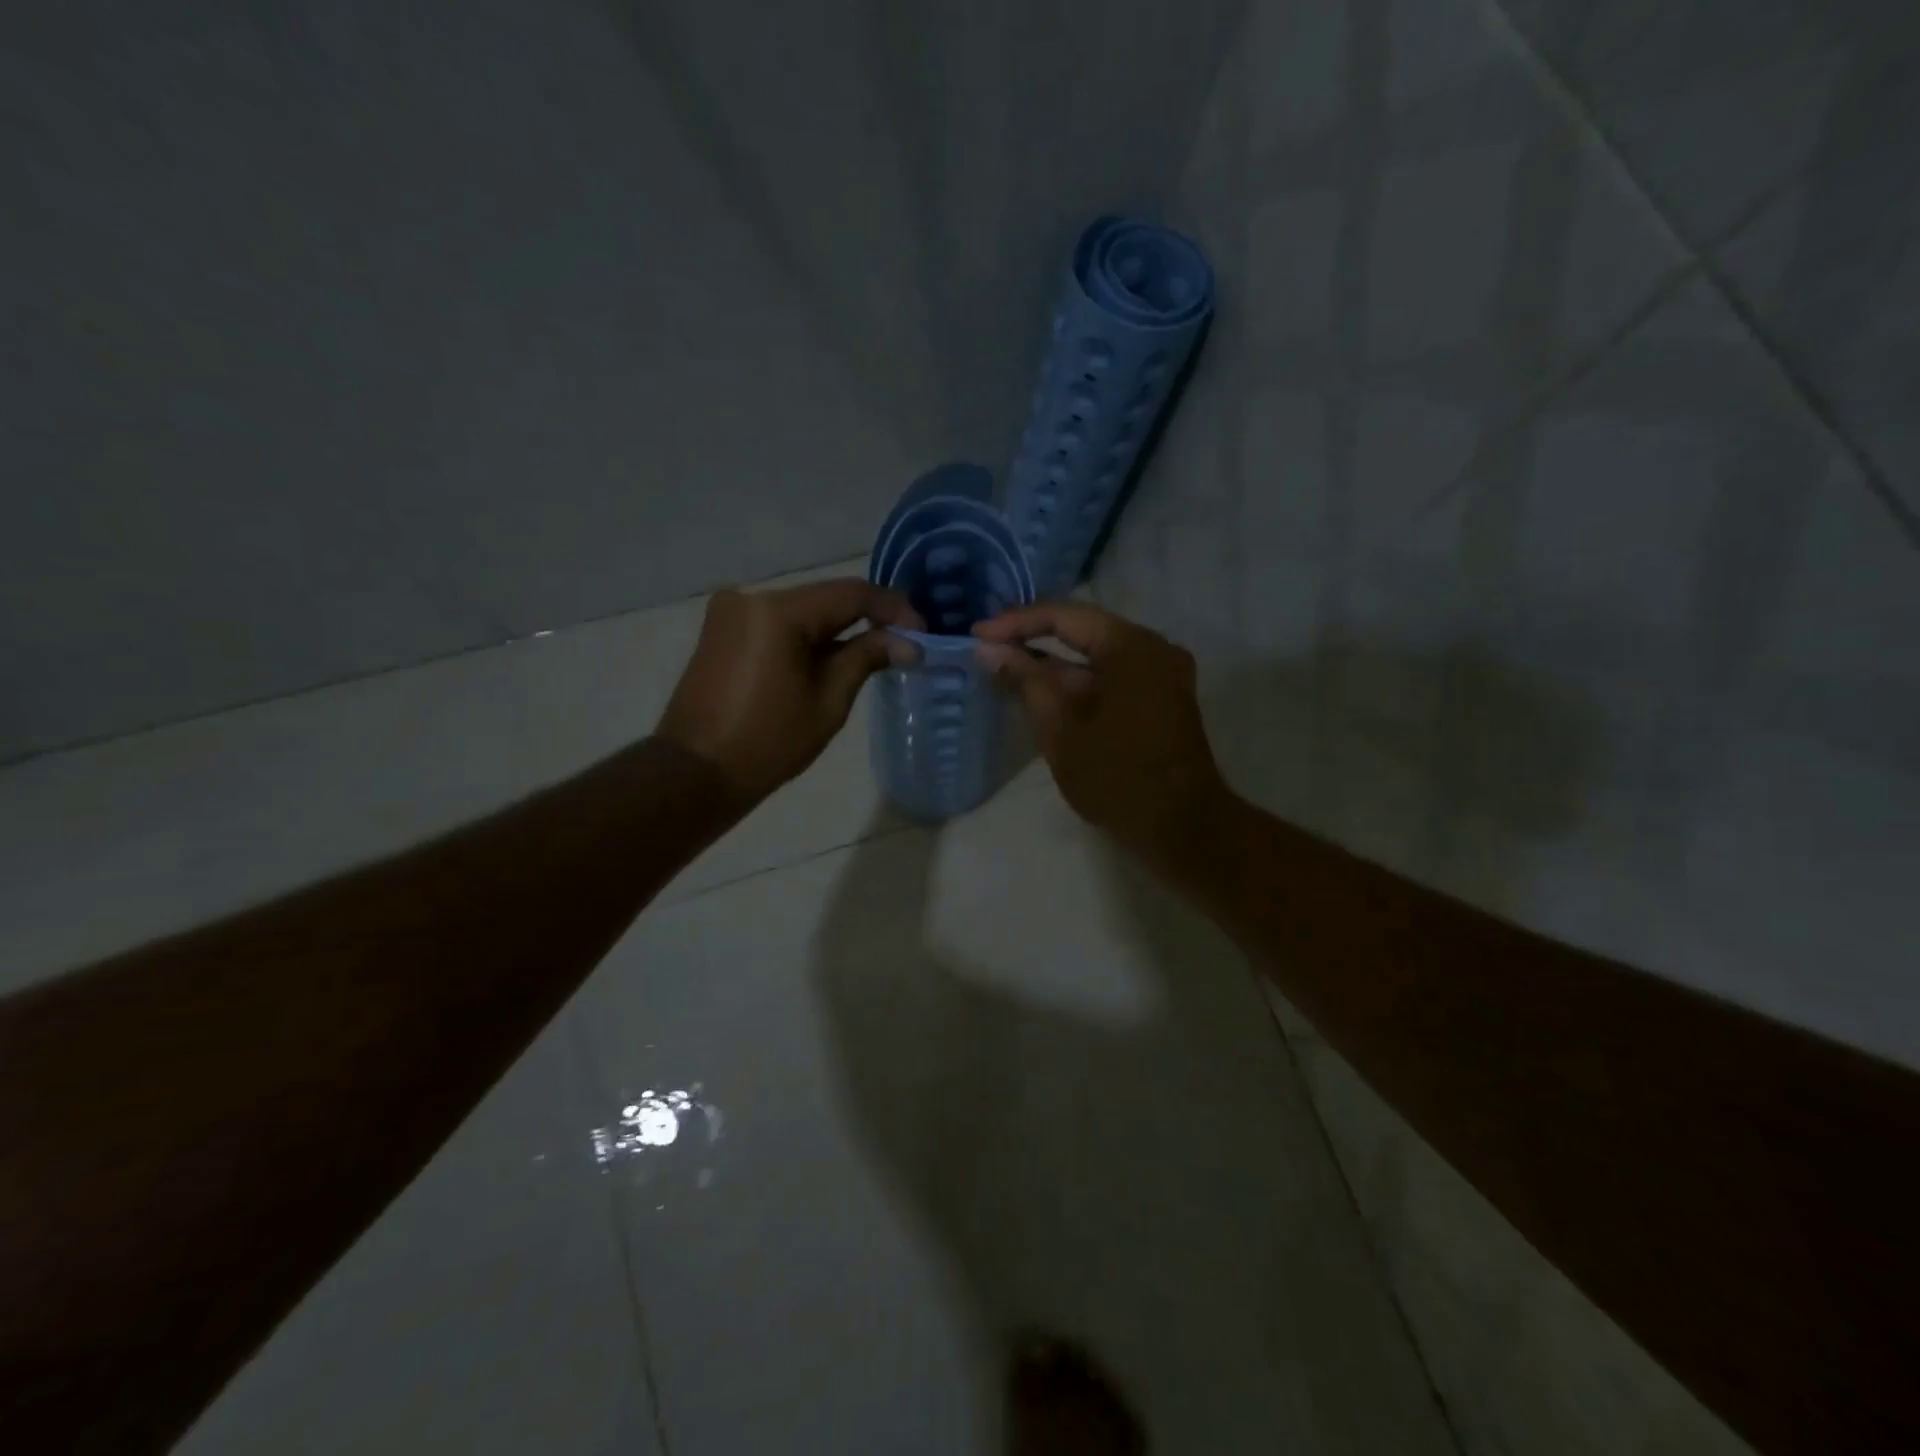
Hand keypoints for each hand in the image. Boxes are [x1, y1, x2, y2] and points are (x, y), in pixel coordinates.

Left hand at [659, 579, 921, 804]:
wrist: (695, 772)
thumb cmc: (769, 741)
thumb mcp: (829, 700)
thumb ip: (867, 657)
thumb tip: (908, 642)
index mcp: (778, 612)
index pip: (850, 594)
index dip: (892, 609)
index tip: (922, 631)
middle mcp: (751, 598)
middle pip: (824, 600)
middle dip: (866, 620)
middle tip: (903, 644)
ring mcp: (731, 613)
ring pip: (802, 612)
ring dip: (837, 631)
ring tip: (873, 656)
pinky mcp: (722, 631)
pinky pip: (778, 625)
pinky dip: (808, 638)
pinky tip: (830, 660)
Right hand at [974, 603, 1231, 869]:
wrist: (1182, 829)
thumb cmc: (1117, 780)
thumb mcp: (1061, 731)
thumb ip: (1025, 682)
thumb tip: (989, 650)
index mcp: (1131, 647)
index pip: (1064, 617)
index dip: (1016, 623)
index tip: (976, 635)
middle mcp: (1153, 647)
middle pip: (1083, 629)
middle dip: (1032, 638)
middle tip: (986, 648)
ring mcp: (1162, 672)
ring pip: (1096, 654)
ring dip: (1053, 663)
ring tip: (1004, 668)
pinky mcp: (1161, 695)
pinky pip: (1112, 673)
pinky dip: (1077, 680)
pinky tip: (1041, 690)